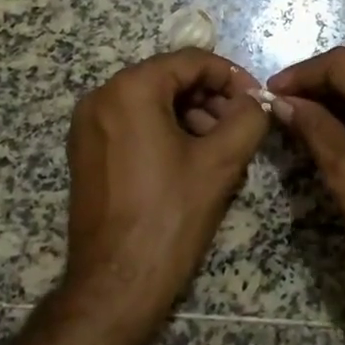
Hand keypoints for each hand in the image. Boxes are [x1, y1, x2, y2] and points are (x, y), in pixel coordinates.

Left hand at [64, 49, 270, 340]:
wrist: (116, 284)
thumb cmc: (170, 216)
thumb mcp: (221, 162)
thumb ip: (248, 118)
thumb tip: (257, 101)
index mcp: (129, 90)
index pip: (191, 61)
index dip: (231, 76)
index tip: (257, 101)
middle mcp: (101, 98)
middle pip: (169, 79)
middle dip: (211, 98)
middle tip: (242, 126)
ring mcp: (88, 126)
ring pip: (152, 102)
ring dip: (192, 116)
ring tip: (222, 147)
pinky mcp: (87, 152)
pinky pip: (134, 124)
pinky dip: (166, 131)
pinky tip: (192, 160)